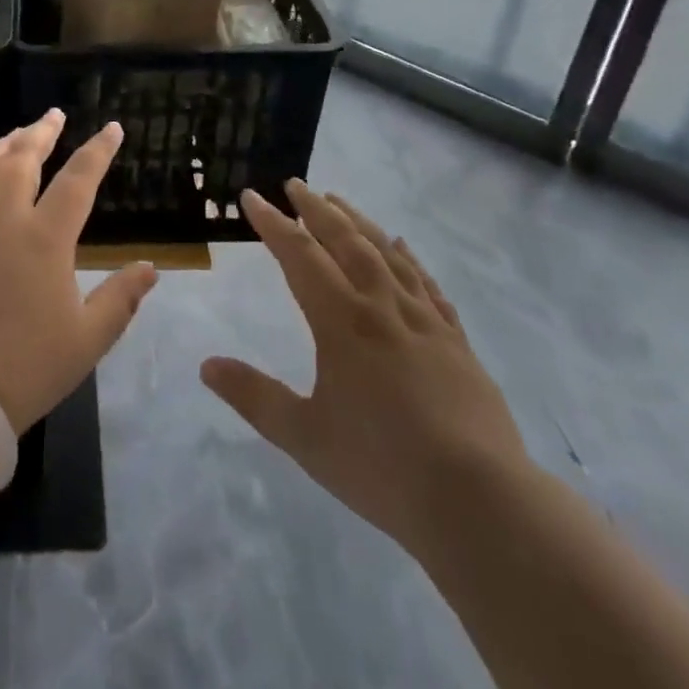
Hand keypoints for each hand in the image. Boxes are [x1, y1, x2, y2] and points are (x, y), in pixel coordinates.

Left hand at [0, 111, 157, 431]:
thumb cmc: (26, 368)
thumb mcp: (88, 339)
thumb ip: (121, 298)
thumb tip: (151, 267)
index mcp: (44, 238)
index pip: (78, 179)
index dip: (98, 150)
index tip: (112, 128)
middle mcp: (0, 218)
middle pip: (22, 158)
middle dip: (41, 132)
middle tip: (53, 116)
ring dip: (1, 146)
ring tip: (14, 136)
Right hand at [201, 182, 529, 557]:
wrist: (482, 504)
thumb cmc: (382, 467)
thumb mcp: (304, 437)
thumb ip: (254, 397)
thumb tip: (206, 366)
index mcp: (342, 322)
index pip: (299, 255)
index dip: (272, 223)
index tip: (251, 197)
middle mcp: (382, 307)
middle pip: (345, 241)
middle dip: (316, 209)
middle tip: (294, 184)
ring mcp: (424, 321)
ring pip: (387, 253)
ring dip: (358, 222)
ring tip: (338, 202)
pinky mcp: (456, 341)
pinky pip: (427, 284)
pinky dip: (409, 258)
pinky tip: (402, 247)